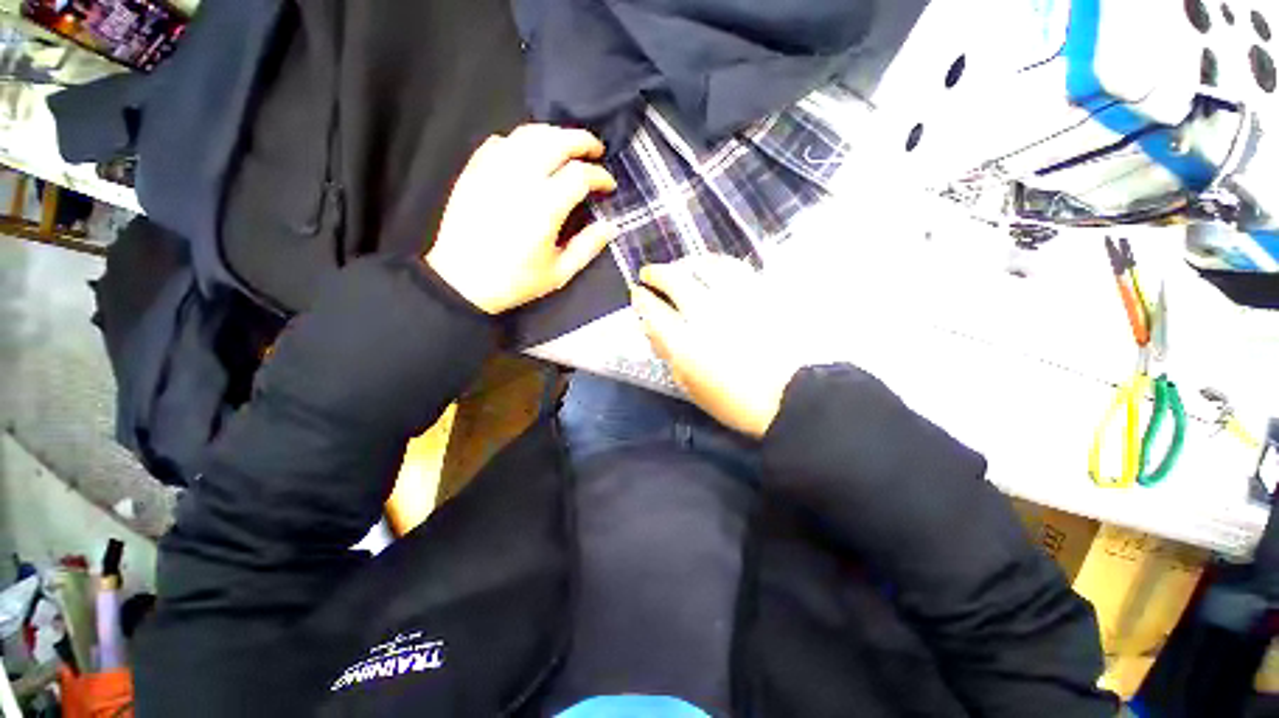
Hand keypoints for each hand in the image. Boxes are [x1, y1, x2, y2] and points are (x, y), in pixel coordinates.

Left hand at [425, 124, 618, 314]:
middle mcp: (520, 179)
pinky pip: (501, 142)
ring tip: (567, 146)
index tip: (609, 186)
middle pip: (556, 141)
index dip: (600, 176)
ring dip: (553, 135)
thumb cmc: (515, 281)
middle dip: (582, 141)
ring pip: (528, 134)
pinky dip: (521, 141)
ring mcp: (494, 170)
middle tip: (595, 149)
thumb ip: (587, 247)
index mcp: (544, 207)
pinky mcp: (475, 170)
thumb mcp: (559, 273)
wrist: (462, 281)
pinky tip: (529, 154)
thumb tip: (610, 226)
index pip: (580, 175)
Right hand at [630, 256, 804, 437]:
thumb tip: (651, 327)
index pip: (653, 310)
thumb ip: (668, 353)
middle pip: (674, 279)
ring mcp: (735, 299)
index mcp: (685, 344)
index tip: (637, 293)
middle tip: (650, 274)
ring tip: (679, 266)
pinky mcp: (760, 293)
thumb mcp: (690, 384)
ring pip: (702, 265)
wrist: (788, 397)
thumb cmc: (733, 399)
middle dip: (656, 273)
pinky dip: (716, 261)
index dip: (641, 299)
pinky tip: (711, 264)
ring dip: (684, 263)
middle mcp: (706, 314)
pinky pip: (733, 266)